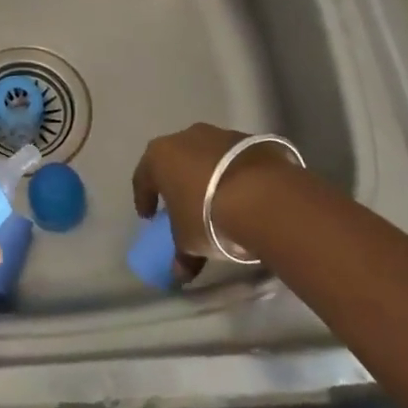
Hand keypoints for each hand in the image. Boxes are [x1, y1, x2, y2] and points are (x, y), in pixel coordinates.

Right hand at [131, 123, 299, 273]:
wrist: (264, 197)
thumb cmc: (208, 216)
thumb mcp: (189, 241)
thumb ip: (181, 255)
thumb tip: (179, 273)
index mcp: (159, 156)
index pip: (143, 178)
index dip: (144, 198)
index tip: (149, 216)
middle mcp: (185, 137)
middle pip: (175, 161)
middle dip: (177, 181)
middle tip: (182, 204)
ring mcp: (219, 135)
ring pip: (206, 156)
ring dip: (208, 175)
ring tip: (217, 200)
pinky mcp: (250, 140)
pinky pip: (234, 160)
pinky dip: (233, 174)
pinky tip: (243, 195)